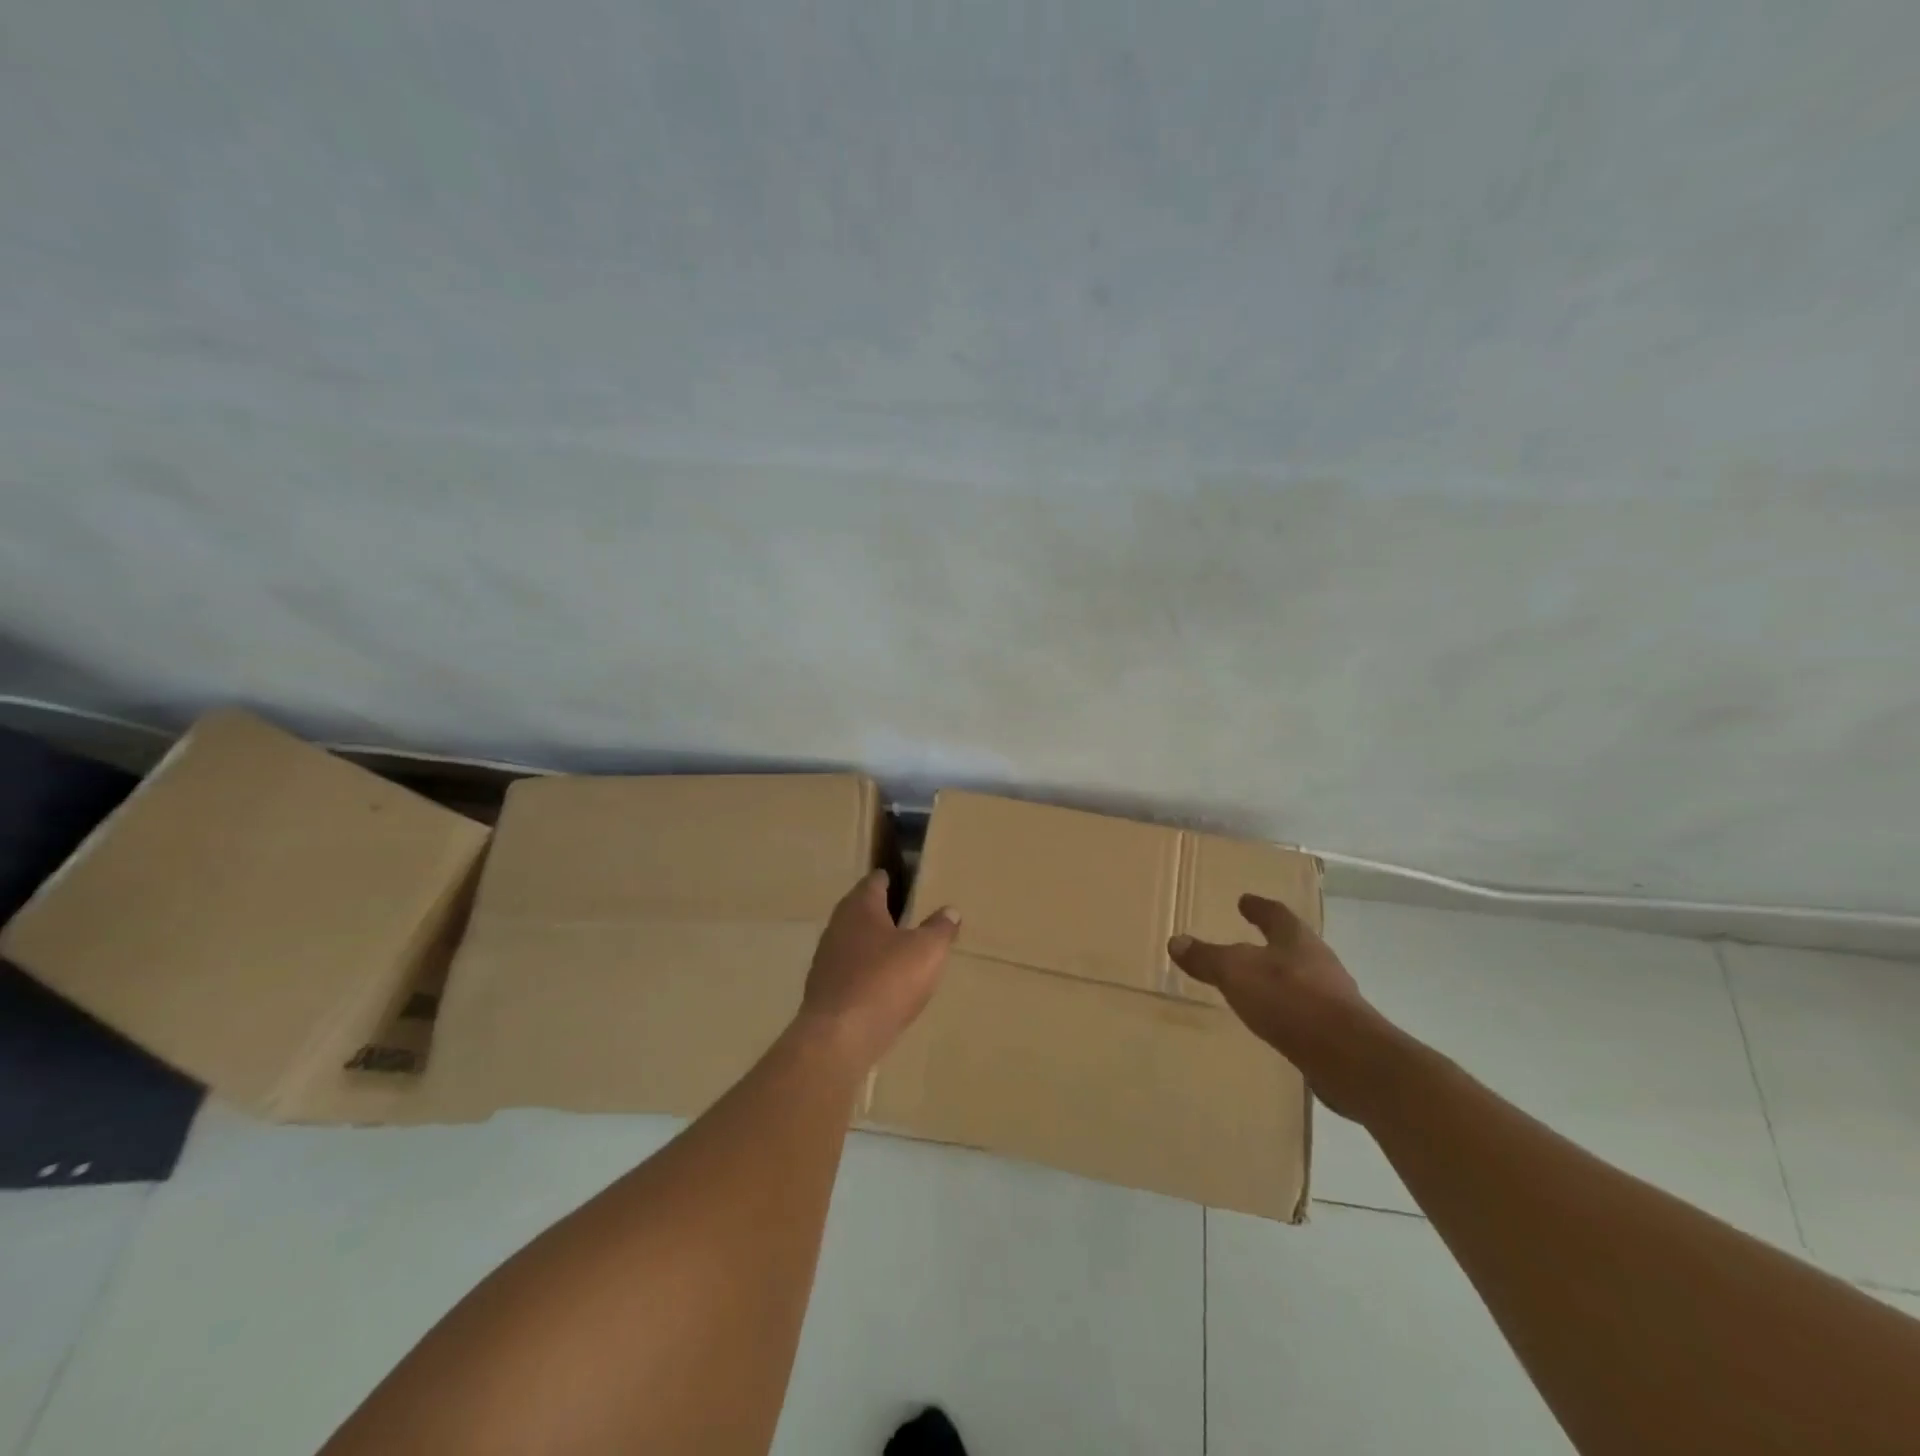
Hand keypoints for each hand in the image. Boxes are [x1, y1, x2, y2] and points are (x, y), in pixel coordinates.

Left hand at [798, 871, 959, 1068]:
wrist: (839, 1038)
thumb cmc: (886, 981)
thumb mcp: (927, 951)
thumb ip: (940, 928)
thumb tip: (950, 910)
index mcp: (860, 907)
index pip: (875, 881)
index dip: (891, 879)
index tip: (907, 882)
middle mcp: (838, 925)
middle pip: (861, 911)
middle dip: (882, 912)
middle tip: (909, 916)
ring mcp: (826, 958)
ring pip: (854, 942)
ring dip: (873, 944)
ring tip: (899, 952)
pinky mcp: (824, 990)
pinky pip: (849, 971)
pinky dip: (865, 972)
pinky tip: (882, 986)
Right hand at [1169, 894, 1383, 1117]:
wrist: (1348, 1058)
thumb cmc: (1290, 1000)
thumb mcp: (1236, 973)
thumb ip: (1207, 958)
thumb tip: (1176, 941)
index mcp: (1296, 940)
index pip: (1275, 914)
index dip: (1258, 907)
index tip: (1245, 900)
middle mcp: (1318, 962)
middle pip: (1293, 945)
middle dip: (1272, 942)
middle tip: (1250, 940)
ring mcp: (1332, 997)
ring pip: (1301, 978)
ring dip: (1280, 977)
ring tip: (1257, 982)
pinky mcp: (1337, 1031)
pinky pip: (1305, 1011)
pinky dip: (1287, 1009)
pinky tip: (1273, 1020)